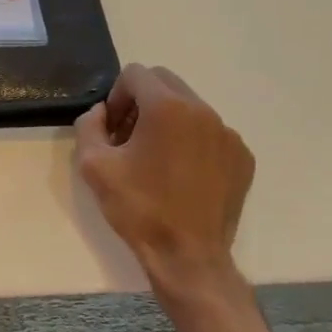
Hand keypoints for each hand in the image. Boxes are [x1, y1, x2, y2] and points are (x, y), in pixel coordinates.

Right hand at [74, 64, 254, 289]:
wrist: (188, 257)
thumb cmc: (139, 209)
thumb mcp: (94, 166)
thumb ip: (89, 126)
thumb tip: (100, 112)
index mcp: (167, 107)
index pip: (136, 74)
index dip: (116, 97)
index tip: (112, 129)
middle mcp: (203, 111)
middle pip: (165, 83)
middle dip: (141, 102)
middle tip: (128, 139)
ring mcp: (228, 134)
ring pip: (190, 108)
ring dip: (167, 122)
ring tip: (155, 161)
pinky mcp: (242, 157)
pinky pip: (211, 134)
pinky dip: (192, 143)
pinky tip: (181, 177)